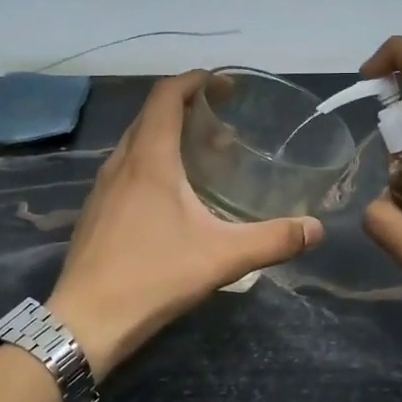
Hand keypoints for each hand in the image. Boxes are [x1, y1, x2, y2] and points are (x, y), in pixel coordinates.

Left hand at [48, 71, 324, 374]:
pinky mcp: (95, 211)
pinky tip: (172, 196)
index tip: (224, 85)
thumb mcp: (222, 257)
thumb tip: (315, 229)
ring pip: (136, 142)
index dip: (195, 80)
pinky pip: (126, 168)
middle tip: (224, 124)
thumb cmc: (153, 277)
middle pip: (151, 114)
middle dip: (186, 107)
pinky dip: (152, 162)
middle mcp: (121, 163)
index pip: (166, 94)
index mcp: (149, 159)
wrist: (86, 321)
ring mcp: (102, 188)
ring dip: (167, 136)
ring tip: (203, 156)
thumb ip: (272, 240)